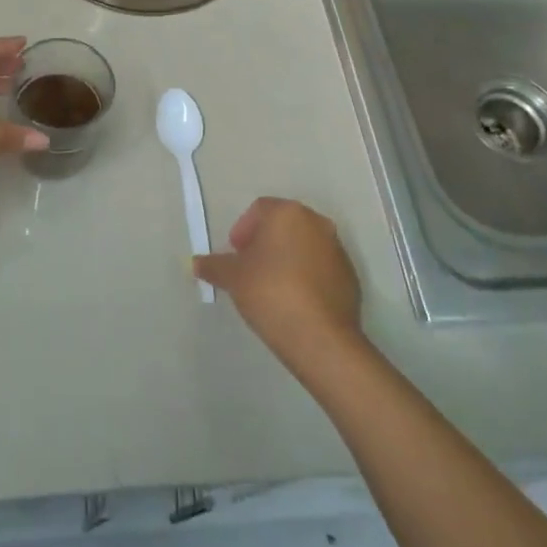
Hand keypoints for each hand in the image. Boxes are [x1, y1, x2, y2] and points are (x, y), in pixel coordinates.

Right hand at [194, 198, 362, 370]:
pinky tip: (294, 301)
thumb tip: (196, 263)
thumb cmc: (270, 292)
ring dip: (286, 258)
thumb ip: (213, 266)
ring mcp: (337, 250)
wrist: (320, 337)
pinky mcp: (350, 277)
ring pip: (304, 246)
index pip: (260, 209)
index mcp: (288, 213)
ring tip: (271, 287)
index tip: (235, 254)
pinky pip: (320, 268)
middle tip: (249, 268)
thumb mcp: (232, 278)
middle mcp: (317, 223)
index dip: (243, 229)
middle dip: (264, 242)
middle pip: (284, 225)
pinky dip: (305, 277)